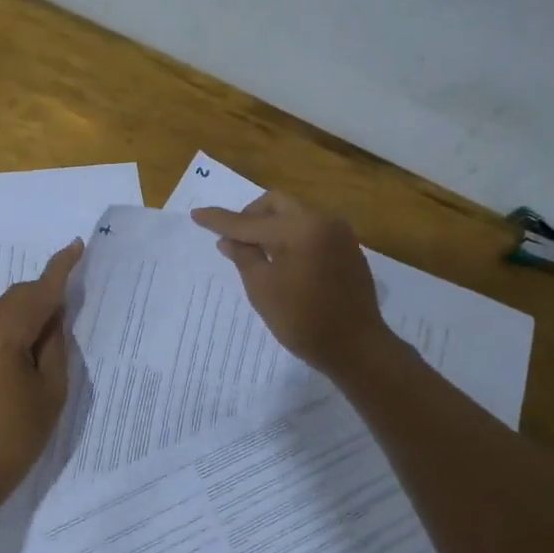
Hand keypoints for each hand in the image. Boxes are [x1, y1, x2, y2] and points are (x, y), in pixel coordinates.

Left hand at [0, 238, 83, 512]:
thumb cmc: (19, 436)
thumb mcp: (52, 390)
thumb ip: (54, 344)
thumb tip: (54, 314)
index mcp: (3, 339)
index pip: (37, 293)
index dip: (59, 269)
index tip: (76, 245)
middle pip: (17, 295)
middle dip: (45, 289)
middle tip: (73, 297)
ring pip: (4, 308)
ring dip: (30, 306)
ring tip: (56, 322)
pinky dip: (16, 321)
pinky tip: (32, 338)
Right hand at [191, 192, 394, 378]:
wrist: (356, 348)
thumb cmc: (303, 320)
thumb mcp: (262, 289)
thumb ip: (243, 256)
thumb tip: (228, 239)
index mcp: (300, 227)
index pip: (250, 221)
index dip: (221, 220)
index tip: (197, 214)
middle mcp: (323, 221)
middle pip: (277, 204)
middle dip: (251, 216)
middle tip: (234, 238)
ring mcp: (340, 234)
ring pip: (296, 215)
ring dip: (272, 225)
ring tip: (256, 251)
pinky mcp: (348, 249)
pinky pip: (312, 230)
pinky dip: (291, 237)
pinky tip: (282, 260)